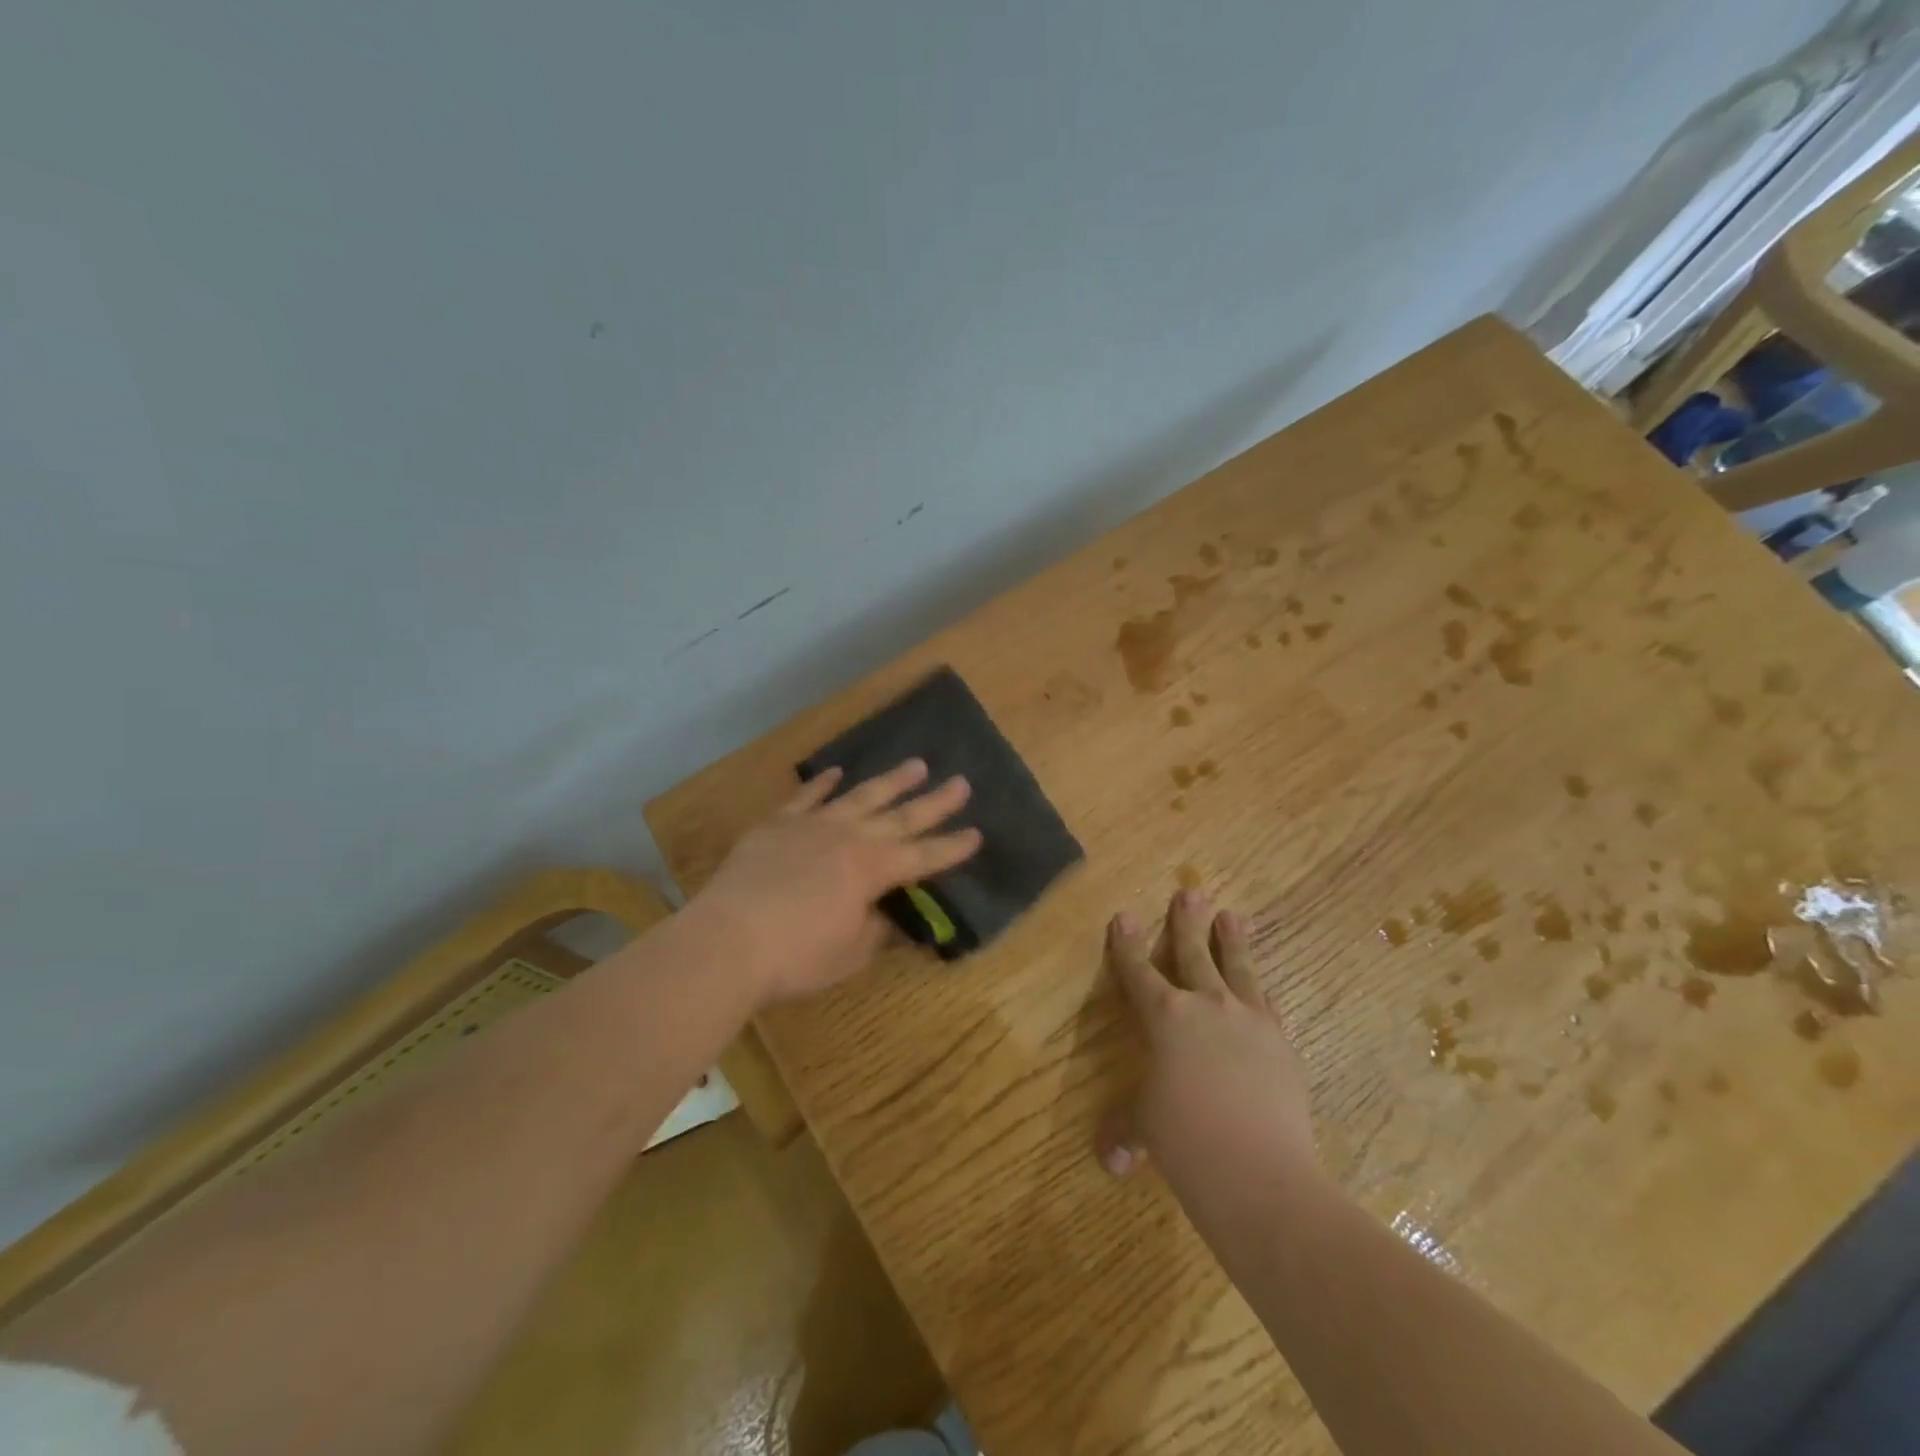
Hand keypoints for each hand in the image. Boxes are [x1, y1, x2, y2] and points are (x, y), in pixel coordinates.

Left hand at [692, 760, 982, 1007]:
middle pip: (901, 817)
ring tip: (916, 765)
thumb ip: (877, 929)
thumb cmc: (797, 955)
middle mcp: (850, 837)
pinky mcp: (778, 824)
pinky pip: (807, 797)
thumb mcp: (850, 952)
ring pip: (861, 796)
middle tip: (961, 783)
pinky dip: (824, 783)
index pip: (924, 857)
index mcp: (873, 870)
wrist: (728, 939)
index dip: (952, 848)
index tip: (976, 834)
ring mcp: (813, 825)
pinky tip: (837, 772)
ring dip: (891, 782)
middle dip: (934, 803)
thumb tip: (894, 917)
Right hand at [1098, 891, 1316, 1204]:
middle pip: (1193, 954)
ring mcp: (1250, 1021)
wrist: (1259, 1171)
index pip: (1138, 971)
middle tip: (1190, 892)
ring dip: (1232, 941)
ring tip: (1233, 915)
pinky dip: (1259, 992)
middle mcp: (1207, 1006)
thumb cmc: (1185, 1141)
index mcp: (1165, 1016)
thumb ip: (1126, 1132)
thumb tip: (1110, 1161)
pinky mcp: (1282, 1044)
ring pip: (1238, 969)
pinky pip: (1267, 1005)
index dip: (1128, 945)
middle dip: (1187, 923)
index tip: (1124, 916)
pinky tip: (1261, 990)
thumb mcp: (1146, 1129)